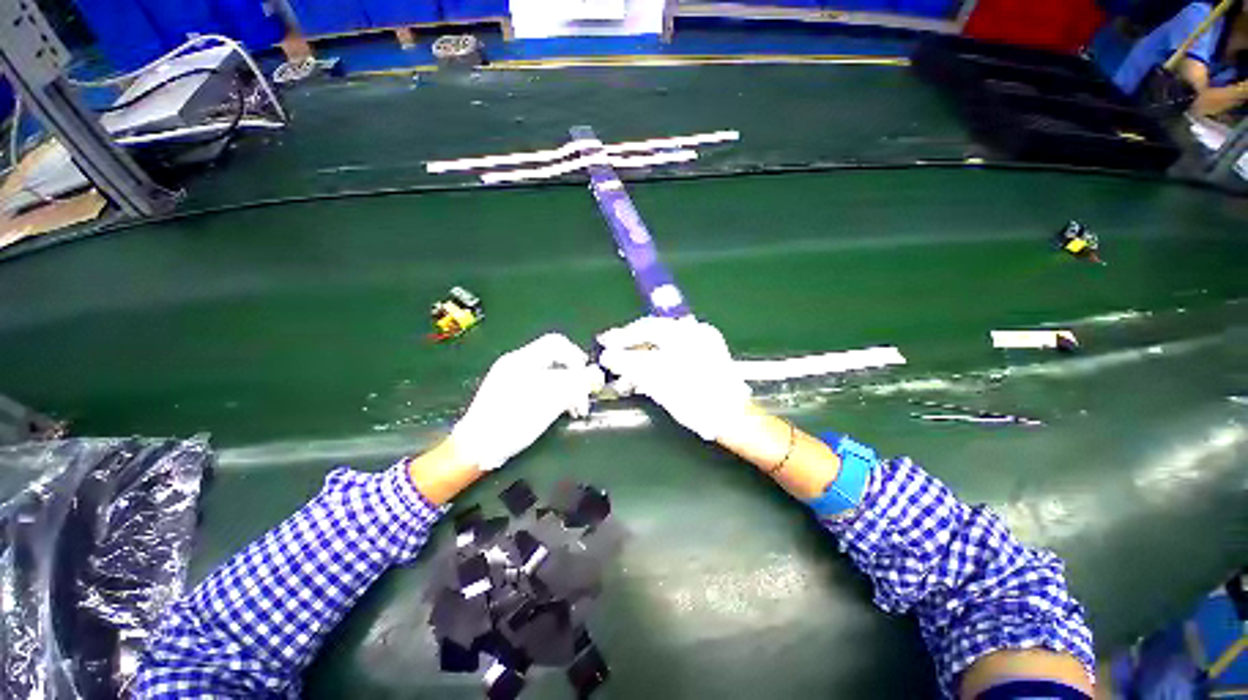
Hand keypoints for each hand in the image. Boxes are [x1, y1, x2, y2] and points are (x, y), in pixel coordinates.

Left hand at [451, 333, 603, 470]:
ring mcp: (512, 378)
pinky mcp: (512, 393)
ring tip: (576, 409)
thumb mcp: (547, 402)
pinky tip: (562, 410)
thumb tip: (595, 375)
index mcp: (522, 360)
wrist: (476, 448)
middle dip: (574, 377)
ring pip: (550, 374)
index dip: (577, 357)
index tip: (588, 377)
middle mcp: (517, 363)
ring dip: (567, 388)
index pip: (557, 343)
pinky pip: (540, 385)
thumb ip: (573, 384)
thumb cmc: (511, 422)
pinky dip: (555, 394)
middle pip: (555, 360)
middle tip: (585, 397)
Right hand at [597, 317, 750, 440]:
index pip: (646, 327)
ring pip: (664, 346)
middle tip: (612, 356)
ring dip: (642, 357)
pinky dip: (658, 362)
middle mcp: (695, 332)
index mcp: (685, 333)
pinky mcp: (707, 357)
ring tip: (625, 373)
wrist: (731, 417)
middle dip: (631, 347)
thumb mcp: (657, 381)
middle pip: (654, 335)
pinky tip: (646, 374)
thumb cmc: (695, 399)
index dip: (622, 336)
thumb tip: (608, 356)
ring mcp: (703, 344)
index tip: (604, 342)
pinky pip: (675, 353)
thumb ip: (630, 364)